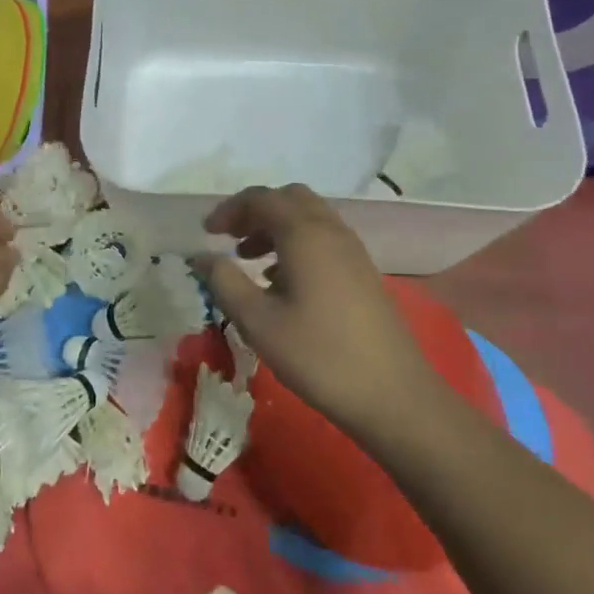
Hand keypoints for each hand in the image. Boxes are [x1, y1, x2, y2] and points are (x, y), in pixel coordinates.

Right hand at [197, 185, 433, 437]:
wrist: (393, 395)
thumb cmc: (318, 355)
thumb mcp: (258, 321)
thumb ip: (224, 281)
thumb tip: (200, 255)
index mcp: (304, 234)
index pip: (261, 198)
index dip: (229, 209)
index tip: (206, 233)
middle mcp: (330, 231)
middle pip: (289, 199)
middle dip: (255, 211)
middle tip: (229, 238)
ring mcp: (352, 250)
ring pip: (308, 217)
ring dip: (276, 227)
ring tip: (249, 260)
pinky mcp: (363, 272)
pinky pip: (323, 238)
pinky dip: (297, 243)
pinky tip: (282, 282)